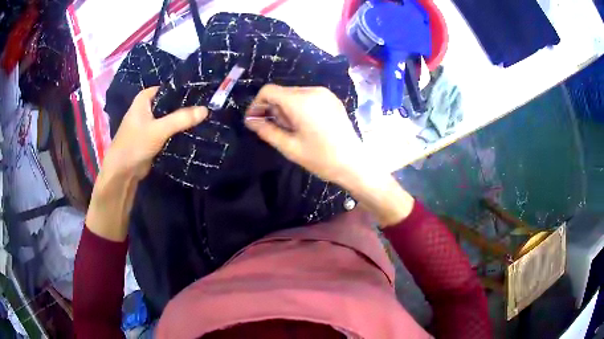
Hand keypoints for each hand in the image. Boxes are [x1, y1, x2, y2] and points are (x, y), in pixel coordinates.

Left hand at [101, 87, 207, 181]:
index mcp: (144, 99)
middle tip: (207, 106)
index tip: (203, 94)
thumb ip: (181, 119)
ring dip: (182, 120)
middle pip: (170, 103)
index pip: (169, 89)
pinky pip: (168, 130)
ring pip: (170, 117)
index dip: (184, 91)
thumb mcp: (159, 130)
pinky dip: (177, 131)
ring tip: (204, 118)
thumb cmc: (135, 144)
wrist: (122, 172)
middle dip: (186, 106)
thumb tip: (206, 109)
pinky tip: (192, 132)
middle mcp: (147, 108)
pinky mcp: (152, 137)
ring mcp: (149, 123)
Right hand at [245, 85, 413, 225]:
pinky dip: (299, 107)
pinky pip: (307, 97)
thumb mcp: (289, 147)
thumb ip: (266, 130)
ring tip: (292, 130)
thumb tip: (250, 120)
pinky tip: (305, 125)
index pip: (268, 91)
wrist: (354, 163)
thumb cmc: (321, 158)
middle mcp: (312, 91)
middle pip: (282, 92)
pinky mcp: (332, 99)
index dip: (257, 104)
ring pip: (294, 94)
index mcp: (300, 101)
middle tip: (276, 130)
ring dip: (286, 108)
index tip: (255, 120)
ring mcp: (324, 93)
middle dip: (272, 108)